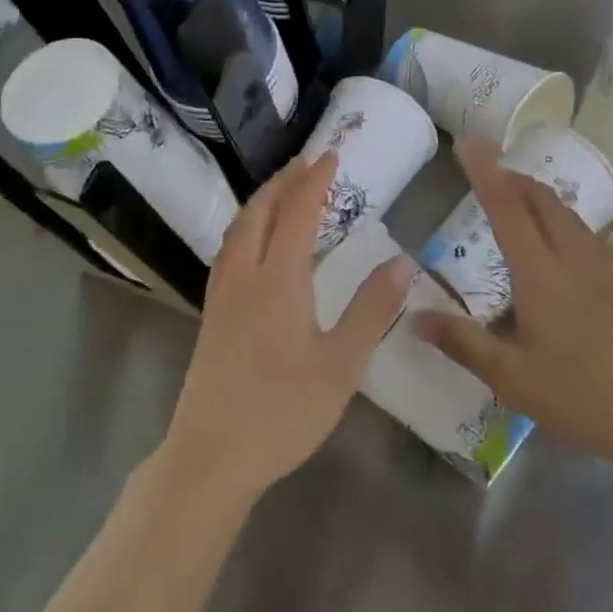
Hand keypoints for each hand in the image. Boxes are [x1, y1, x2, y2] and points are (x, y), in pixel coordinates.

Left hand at [161, 151, 416, 503]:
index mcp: (277, 280)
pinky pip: (229, 248)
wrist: (210, 457)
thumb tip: (402, 261)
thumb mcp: (341, 366)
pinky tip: (254, 240)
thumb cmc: (282, 412)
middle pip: (260, 211)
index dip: (315, 181)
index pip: (297, 213)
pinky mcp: (212, 313)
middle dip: (285, 181)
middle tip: (308, 162)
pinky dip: (247, 225)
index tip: (331, 155)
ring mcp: (222, 293)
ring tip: (284, 189)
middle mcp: (244, 274)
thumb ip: (371, 310)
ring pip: (239, 227)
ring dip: (263, 200)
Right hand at [412, 138, 612, 483]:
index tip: (468, 143)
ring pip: (568, 214)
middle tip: (487, 176)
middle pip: (542, 200)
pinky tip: (560, 248)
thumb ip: (462, 343)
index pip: (507, 209)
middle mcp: (575, 258)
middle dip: (512, 178)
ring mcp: (608, 267)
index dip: (485, 172)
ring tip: (517, 205)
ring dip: (538, 198)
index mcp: (542, 274)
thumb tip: (414, 317)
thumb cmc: (580, 399)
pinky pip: (588, 233)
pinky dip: (562, 221)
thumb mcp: (512, 379)